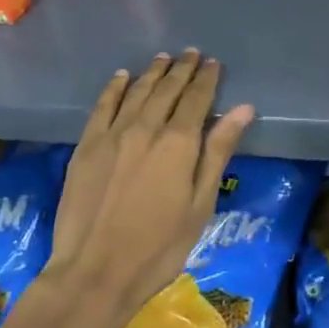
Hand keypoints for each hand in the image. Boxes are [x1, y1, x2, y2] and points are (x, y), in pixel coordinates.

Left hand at [46, 50, 254, 327]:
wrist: (94, 273)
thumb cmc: (158, 247)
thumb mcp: (200, 205)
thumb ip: (218, 152)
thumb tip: (242, 109)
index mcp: (178, 142)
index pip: (197, 98)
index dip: (207, 78)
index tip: (213, 63)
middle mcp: (146, 128)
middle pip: (167, 89)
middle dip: (182, 69)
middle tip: (192, 54)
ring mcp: (112, 134)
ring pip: (137, 91)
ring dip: (153, 72)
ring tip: (164, 59)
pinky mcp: (86, 146)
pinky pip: (103, 105)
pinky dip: (115, 87)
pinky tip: (122, 77)